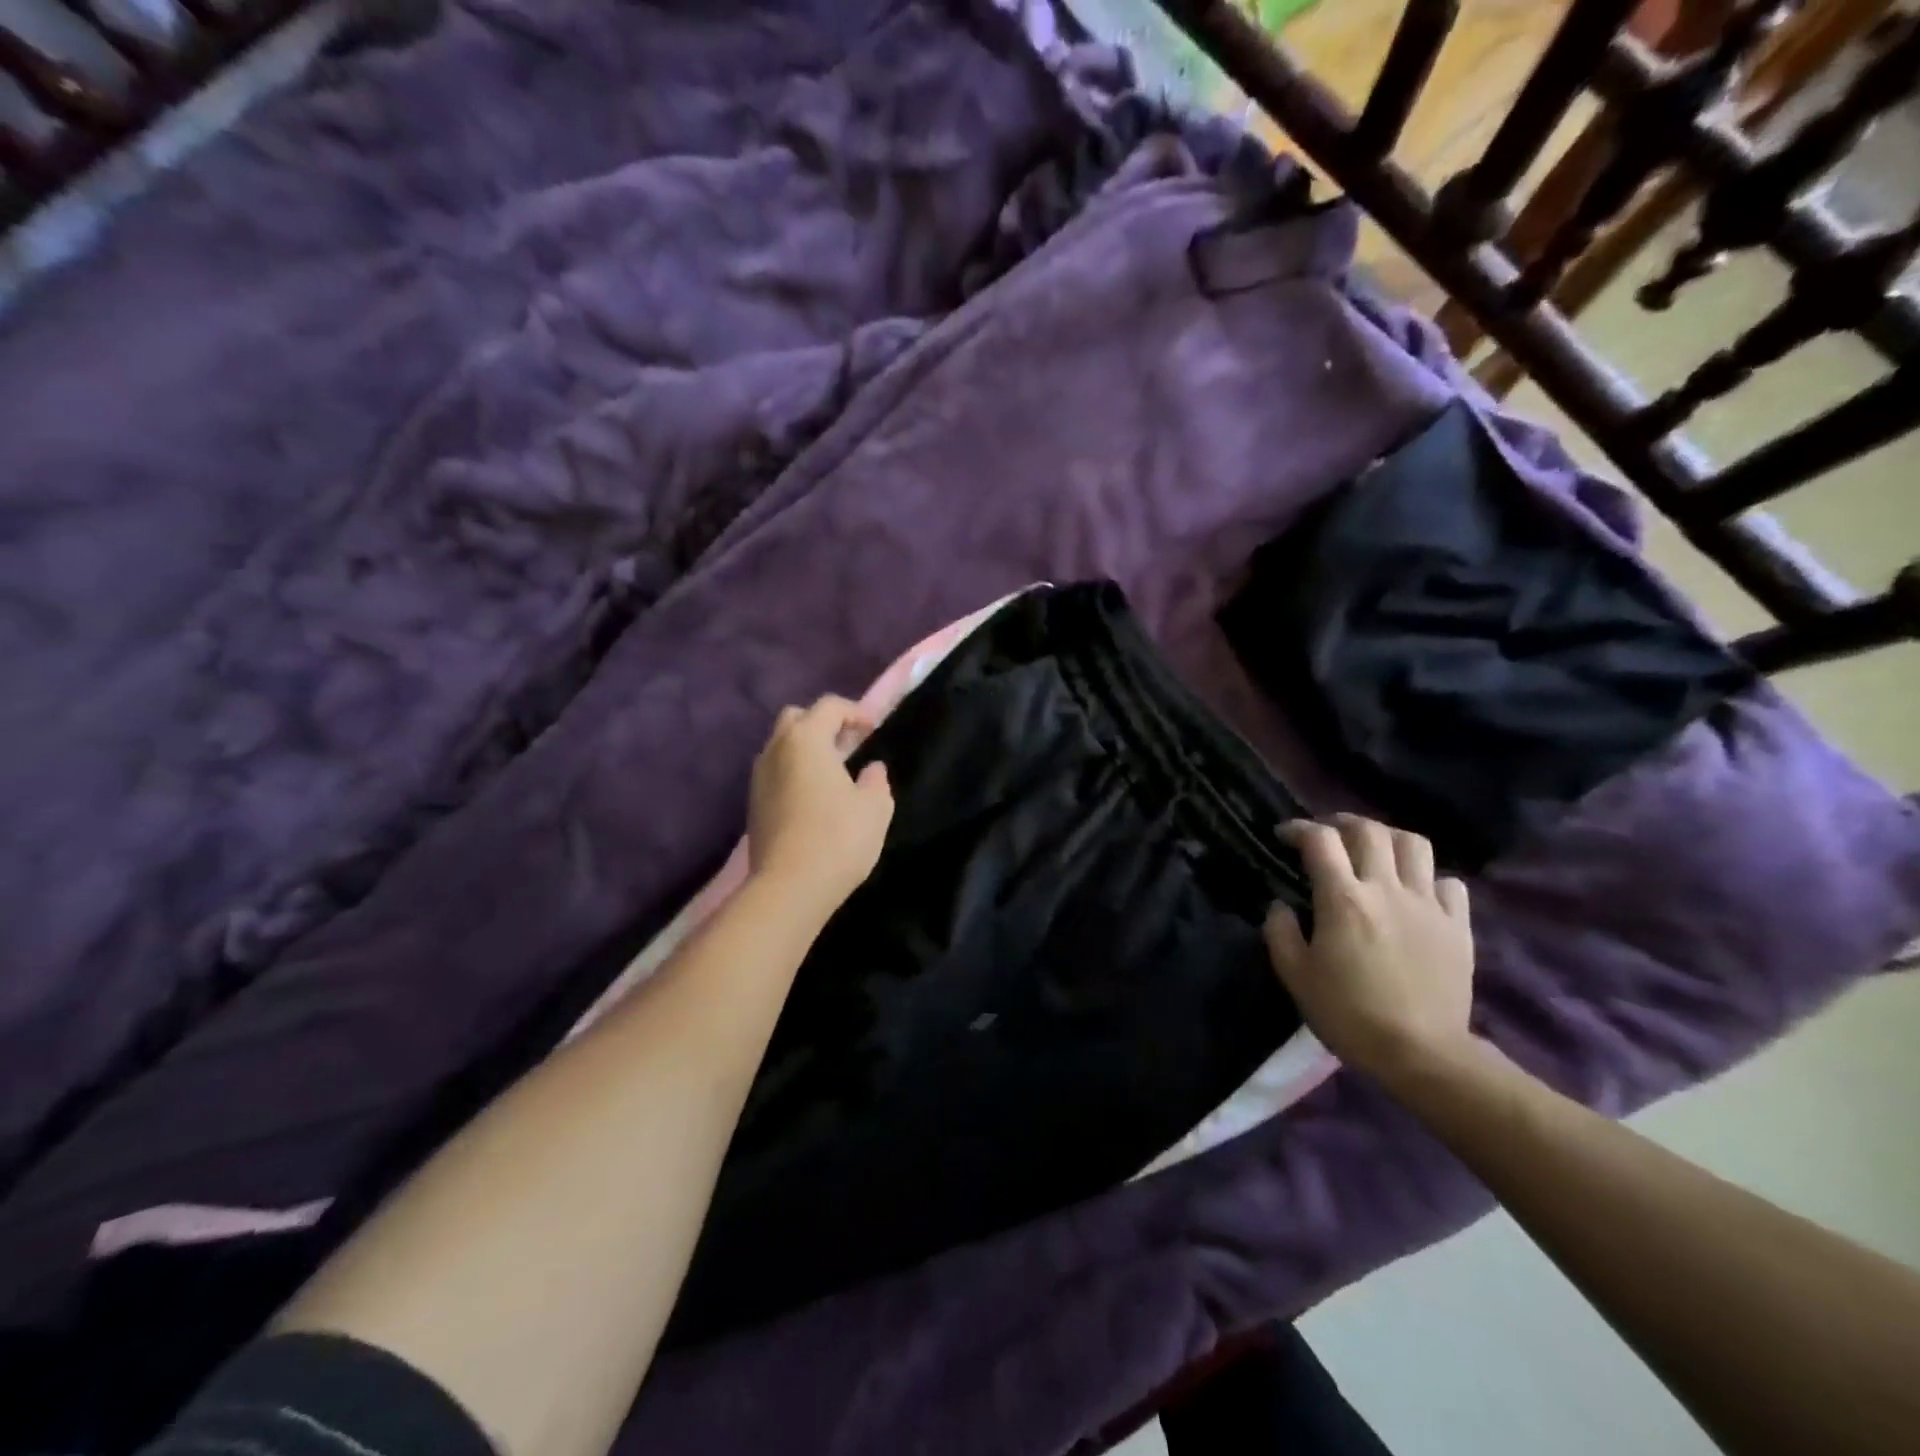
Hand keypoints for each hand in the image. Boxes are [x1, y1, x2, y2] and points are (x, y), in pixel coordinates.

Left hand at [748, 695, 894, 912]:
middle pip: (796, 719)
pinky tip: (814, 797)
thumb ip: (876, 780)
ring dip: (805, 750)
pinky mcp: (753, 804)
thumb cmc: (838, 838)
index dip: (854, 711)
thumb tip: (871, 769)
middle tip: (848, 745)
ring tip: (832, 773)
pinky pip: (775, 772)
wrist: (788, 888)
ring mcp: (759, 777)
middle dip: (822, 724)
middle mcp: (776, 750)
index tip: (872, 729)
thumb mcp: (875, 807)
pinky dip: (794, 772)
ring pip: (781, 746)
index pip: (829, 706)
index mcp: (806, 740)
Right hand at [1264, 814, 1474, 1087]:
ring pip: (1414, 844)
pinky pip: (1449, 883)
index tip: (1284, 835)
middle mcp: (1386, 889)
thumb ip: (1280, 932)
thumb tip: (1279, 905)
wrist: (1422, 1054)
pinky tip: (1416, 890)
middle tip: (1327, 834)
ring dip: (1388, 838)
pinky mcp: (1458, 926)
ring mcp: (1427, 904)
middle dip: (1342, 822)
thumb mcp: (1295, 976)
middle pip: (1369, 830)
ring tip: (1374, 850)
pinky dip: (1429, 877)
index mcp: (1343, 899)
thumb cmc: (1349, 1014)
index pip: (1320, 840)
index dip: (1298, 829)